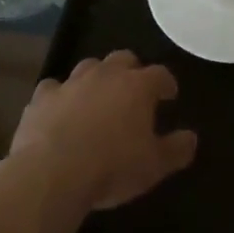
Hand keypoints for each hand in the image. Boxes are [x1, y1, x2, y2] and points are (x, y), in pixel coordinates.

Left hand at [10, 51, 197, 214]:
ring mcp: (71, 82)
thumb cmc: (112, 167)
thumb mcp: (154, 166)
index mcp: (138, 86)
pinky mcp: (42, 98)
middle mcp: (106, 75)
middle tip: (134, 91)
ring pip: (89, 67)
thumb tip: (191, 138)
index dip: (166, 83)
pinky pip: (53, 88)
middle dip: (131, 71)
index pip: (160, 74)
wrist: (52, 173)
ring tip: (98, 97)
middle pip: (123, 59)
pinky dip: (60, 96)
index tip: (169, 95)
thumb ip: (176, 149)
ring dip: (96, 78)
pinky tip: (60, 110)